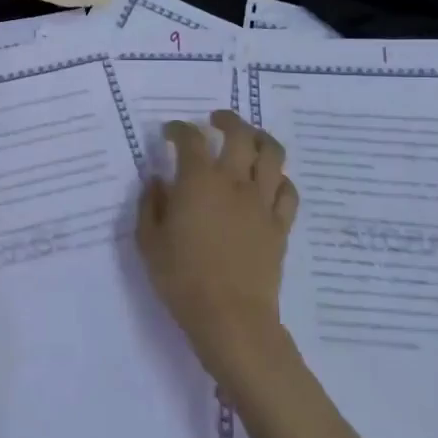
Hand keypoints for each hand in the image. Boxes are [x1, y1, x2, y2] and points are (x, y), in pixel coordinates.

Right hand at [136, 110, 298, 379]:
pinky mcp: (280, 224)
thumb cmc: (182, 280)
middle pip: (240, 134)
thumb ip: (150, 206)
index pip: (190, 139)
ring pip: (272, 154)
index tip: (171, 131)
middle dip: (227, 119)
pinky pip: (288, 191)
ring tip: (250, 139)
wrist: (231, 318)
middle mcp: (234, 182)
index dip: (179, 129)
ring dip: (260, 138)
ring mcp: (262, 202)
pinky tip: (270, 182)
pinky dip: (279, 178)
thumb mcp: (149, 243)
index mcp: (198, 181)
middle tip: (216, 120)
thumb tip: (158, 181)